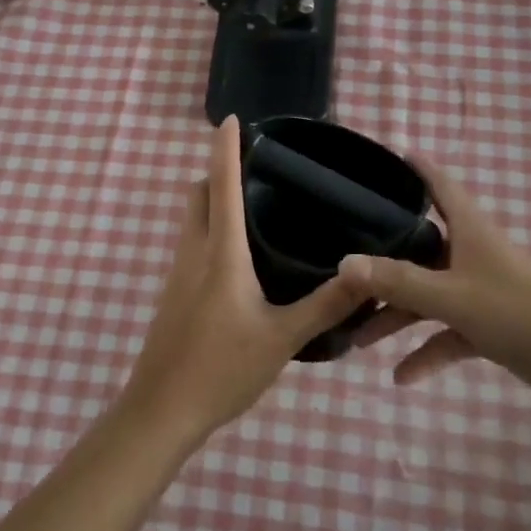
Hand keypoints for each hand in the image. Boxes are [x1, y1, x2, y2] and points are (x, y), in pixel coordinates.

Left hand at [120, 117, 364, 447]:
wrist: (161, 411)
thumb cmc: (221, 369)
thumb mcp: (283, 338)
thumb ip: (327, 305)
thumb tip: (369, 272)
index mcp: (221, 253)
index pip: (221, 185)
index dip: (226, 148)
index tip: (232, 119)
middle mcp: (194, 252)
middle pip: (198, 194)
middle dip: (219, 171)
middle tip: (259, 167)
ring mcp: (178, 273)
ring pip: (192, 219)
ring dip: (214, 200)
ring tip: (256, 203)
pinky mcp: (174, 293)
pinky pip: (192, 243)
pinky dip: (211, 228)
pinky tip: (240, 254)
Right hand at [338, 159, 530, 408]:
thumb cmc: (521, 311)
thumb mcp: (453, 296)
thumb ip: (399, 282)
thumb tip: (345, 263)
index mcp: (470, 231)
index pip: (439, 186)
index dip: (416, 169)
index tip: (387, 157)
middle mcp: (471, 255)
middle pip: (419, 250)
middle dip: (383, 262)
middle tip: (344, 268)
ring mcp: (480, 293)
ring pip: (428, 297)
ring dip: (397, 317)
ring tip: (357, 338)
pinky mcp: (490, 328)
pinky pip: (447, 335)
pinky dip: (426, 352)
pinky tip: (400, 377)